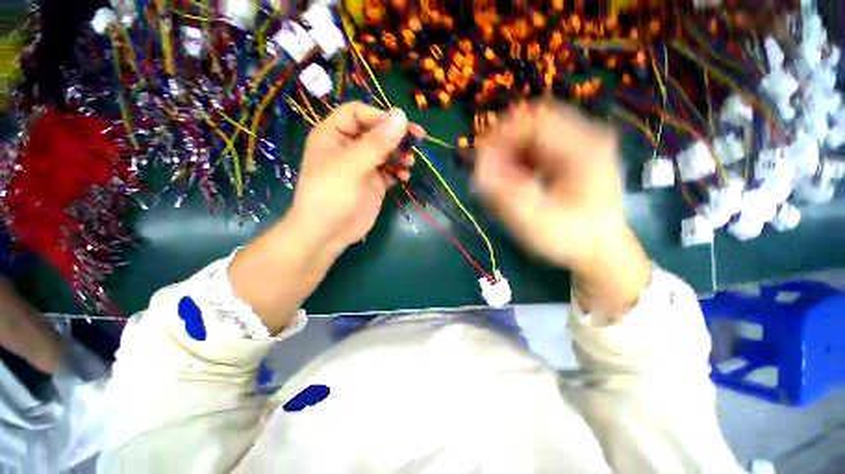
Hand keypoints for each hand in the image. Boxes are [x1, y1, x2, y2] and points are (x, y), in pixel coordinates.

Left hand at [289, 102, 416, 250]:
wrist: (328, 234)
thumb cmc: (331, 195)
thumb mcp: (351, 166)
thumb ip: (377, 143)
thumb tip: (402, 116)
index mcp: (334, 135)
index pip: (358, 114)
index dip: (380, 117)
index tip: (401, 125)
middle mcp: (349, 147)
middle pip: (376, 131)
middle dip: (396, 135)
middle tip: (418, 138)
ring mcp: (363, 166)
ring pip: (386, 151)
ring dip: (400, 154)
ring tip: (409, 163)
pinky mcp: (374, 182)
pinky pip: (390, 170)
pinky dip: (399, 171)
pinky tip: (405, 177)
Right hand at [474, 101, 624, 270]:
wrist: (602, 251)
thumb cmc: (571, 239)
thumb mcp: (532, 221)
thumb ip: (502, 195)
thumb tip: (478, 173)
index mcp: (584, 150)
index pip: (534, 123)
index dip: (501, 136)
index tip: (482, 160)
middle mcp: (588, 138)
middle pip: (534, 125)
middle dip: (506, 147)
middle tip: (491, 175)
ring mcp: (584, 146)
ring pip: (535, 137)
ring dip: (513, 155)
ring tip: (504, 182)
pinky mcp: (577, 156)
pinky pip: (541, 149)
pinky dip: (523, 162)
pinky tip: (519, 182)